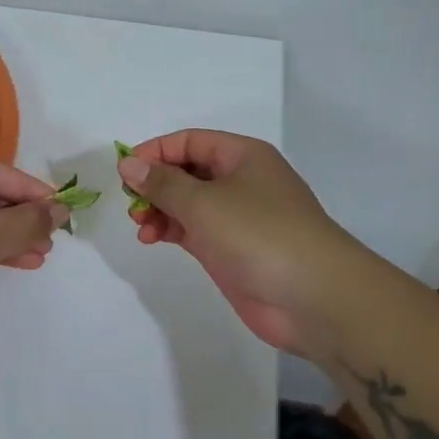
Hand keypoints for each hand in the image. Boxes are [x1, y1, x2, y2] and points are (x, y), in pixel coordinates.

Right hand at [119, 131, 356, 354]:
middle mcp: (240, 180)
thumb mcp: (204, 202)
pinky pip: (194, 229)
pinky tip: (152, 238)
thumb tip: (129, 164)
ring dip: (160, 209)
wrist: (313, 297)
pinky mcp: (232, 249)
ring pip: (188, 202)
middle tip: (131, 203)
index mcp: (242, 156)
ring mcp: (237, 217)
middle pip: (187, 170)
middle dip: (155, 183)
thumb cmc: (259, 234)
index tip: (125, 172)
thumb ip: (162, 183)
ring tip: (140, 226)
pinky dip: (171, 229)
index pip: (189, 141)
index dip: (155, 152)